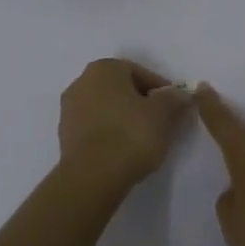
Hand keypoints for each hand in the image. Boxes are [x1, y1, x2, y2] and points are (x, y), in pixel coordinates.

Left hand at [55, 58, 192, 196]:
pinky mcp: (65, 135)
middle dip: (141, 103)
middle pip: (121, 89)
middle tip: (161, 123)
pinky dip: (110, 133)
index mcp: (104, 68)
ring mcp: (69, 109)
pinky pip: (95, 127)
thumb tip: (179, 94)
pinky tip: (123, 150)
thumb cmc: (131, 135)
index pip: (141, 73)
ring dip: (124, 118)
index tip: (174, 109)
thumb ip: (174, 98)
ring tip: (143, 140)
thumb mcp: (164, 113)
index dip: (161, 91)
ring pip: (107, 108)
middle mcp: (82, 81)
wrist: (92, 177)